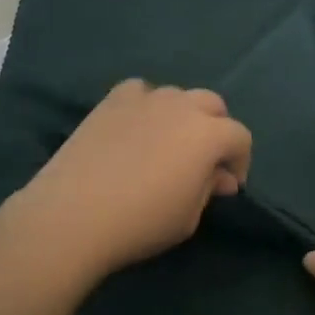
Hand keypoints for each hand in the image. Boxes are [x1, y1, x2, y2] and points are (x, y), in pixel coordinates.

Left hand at [0, 80, 251, 283]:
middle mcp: (182, 105)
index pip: (240, 136)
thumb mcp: (188, 217)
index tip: (227, 186)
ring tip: (165, 144)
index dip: (240, 161)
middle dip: (215, 130)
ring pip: (177, 96)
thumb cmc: (141, 222)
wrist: (75, 212)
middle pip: (213, 105)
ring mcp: (146, 97)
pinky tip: (135, 127)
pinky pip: (141, 91)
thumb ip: (209, 189)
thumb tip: (219, 176)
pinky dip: (146, 105)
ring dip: (181, 116)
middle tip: (202, 162)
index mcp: (208, 134)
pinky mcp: (114, 99)